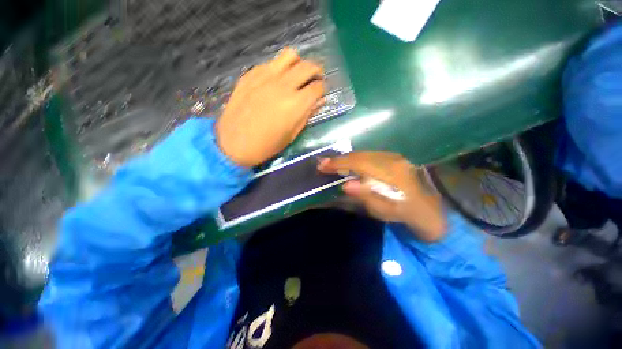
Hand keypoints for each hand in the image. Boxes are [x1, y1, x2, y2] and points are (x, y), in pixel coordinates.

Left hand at [216, 48, 323, 166]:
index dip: (322, 90)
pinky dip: (278, 69)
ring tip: (296, 75)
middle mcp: (283, 85)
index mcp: (296, 104)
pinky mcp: (251, 74)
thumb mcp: (292, 134)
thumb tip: (319, 101)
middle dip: (316, 72)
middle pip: (308, 66)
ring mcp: (265, 76)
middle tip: (313, 81)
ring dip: (298, 64)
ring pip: (290, 55)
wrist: (234, 143)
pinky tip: (275, 81)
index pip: (318, 87)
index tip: (319, 94)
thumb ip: (307, 114)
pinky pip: (270, 63)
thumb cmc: (267, 145)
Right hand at [318, 152, 445, 241]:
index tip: (322, 165)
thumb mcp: (384, 210)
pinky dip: (356, 159)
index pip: (359, 163)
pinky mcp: (394, 157)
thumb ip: (366, 196)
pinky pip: (369, 155)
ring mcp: (394, 156)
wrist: (427, 208)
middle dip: (340, 159)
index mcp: (391, 174)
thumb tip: (346, 185)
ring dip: (347, 159)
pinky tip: (349, 164)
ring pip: (364, 153)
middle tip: (324, 164)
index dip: (339, 163)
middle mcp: (392, 160)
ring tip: (333, 164)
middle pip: (360, 155)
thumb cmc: (403, 212)